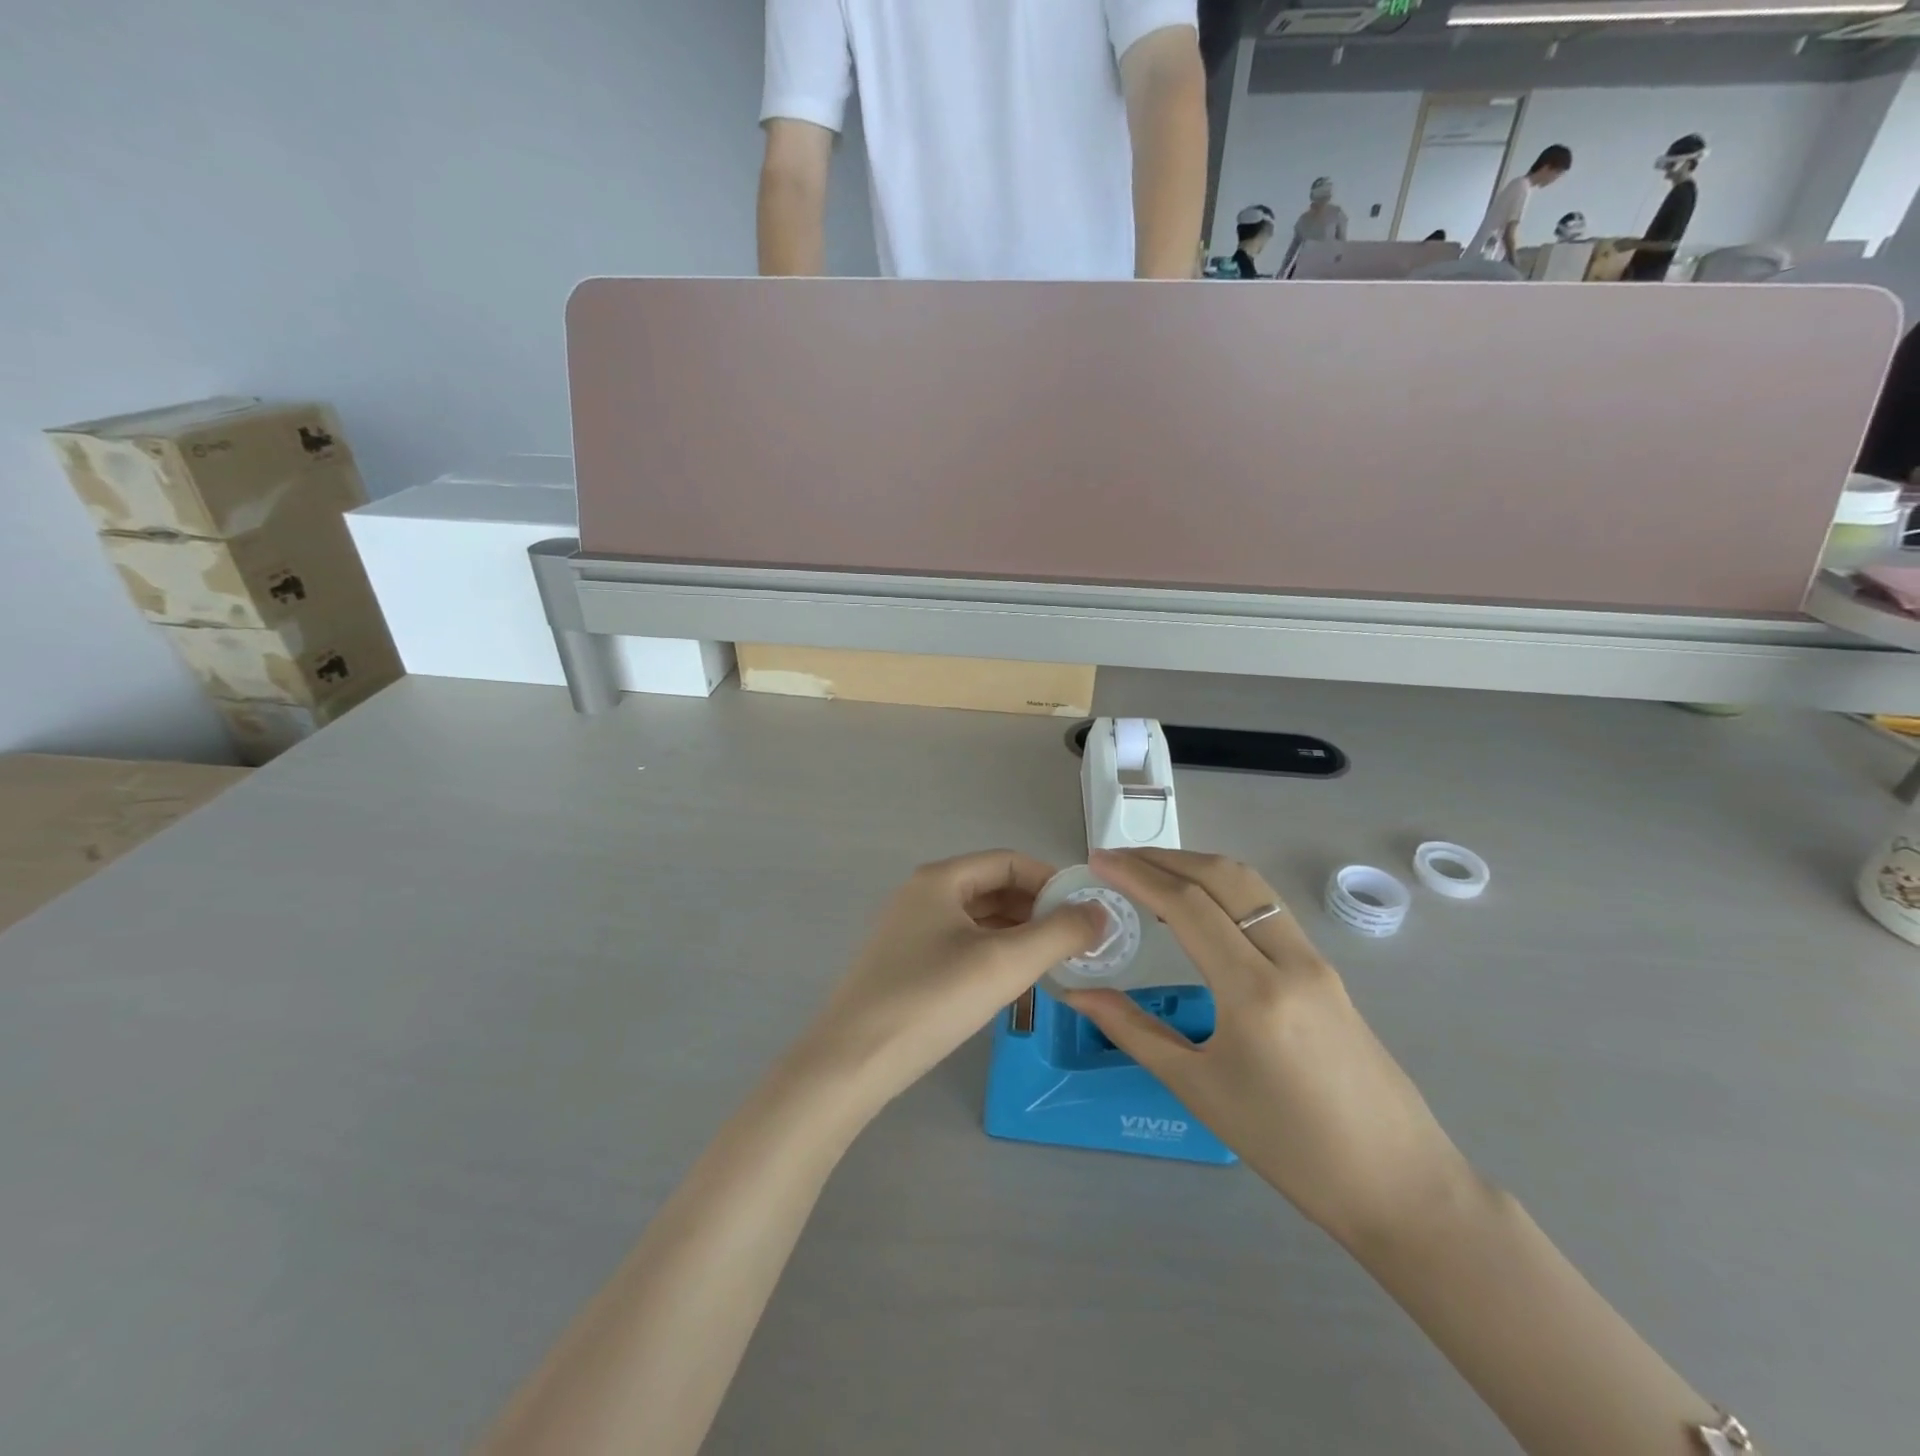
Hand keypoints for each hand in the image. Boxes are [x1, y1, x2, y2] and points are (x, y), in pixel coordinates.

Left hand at [797, 851, 1104, 1114]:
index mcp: (940, 879)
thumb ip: (1059, 933)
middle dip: (1039, 910)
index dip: (1052, 881)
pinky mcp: (907, 964)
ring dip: (1019, 934)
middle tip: (1078, 942)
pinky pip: (962, 945)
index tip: (1088, 912)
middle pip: (994, 887)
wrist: (851, 1062)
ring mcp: (911, 930)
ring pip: (979, 920)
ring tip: (1055, 963)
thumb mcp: (1004, 963)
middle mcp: (923, 895)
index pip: (1010, 861)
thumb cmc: (931, 1000)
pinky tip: (1014, 982)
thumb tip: (1101, 911)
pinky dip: (994, 955)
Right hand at [1063, 848, 1468, 1249]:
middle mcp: (1290, 959)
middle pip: (1222, 877)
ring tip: (1149, 872)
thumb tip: (1076, 994)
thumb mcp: (1198, 1089)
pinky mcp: (1326, 970)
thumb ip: (1133, 1030)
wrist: (1397, 1185)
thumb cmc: (1288, 1147)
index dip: (1137, 874)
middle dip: (1164, 858)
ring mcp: (1315, 960)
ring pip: (1251, 886)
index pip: (1187, 905)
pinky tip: (1197, 908)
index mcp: (1254, 992)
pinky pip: (1267, 909)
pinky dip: (1224, 890)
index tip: (1097, 860)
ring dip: (1196, 866)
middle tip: (1117, 859)